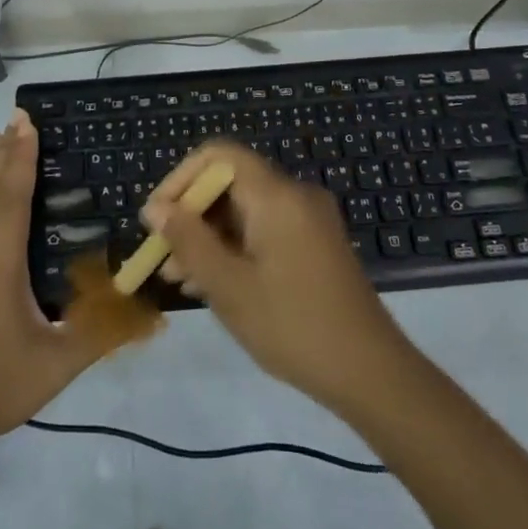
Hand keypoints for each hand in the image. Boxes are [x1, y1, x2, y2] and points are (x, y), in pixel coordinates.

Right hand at [142, 141, 407, 408]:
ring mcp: (309, 220)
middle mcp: (295, 195)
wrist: (371, 373)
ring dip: (208, 236)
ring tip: (178, 278)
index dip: (180, 179)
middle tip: (162, 257)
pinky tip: (211, 284)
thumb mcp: (229, 286)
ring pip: (244, 210)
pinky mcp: (315, 244)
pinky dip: (234, 247)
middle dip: (190, 215)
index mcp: (276, 195)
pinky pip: (264, 230)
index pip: (218, 155)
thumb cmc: (293, 325)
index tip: (157, 219)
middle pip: (230, 183)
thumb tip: (156, 209)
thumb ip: (188, 241)